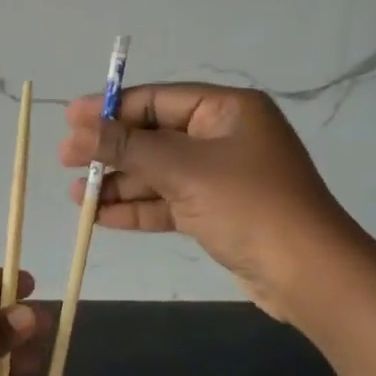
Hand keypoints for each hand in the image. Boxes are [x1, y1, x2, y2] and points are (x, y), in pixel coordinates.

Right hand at [60, 83, 375, 321]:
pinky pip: (169, 201)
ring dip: (119, 183)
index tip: (70, 120)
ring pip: (159, 172)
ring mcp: (222, 176)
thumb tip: (76, 130)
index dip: (111, 108)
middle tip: (65, 160)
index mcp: (227, 110)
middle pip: (155, 135)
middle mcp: (224, 136)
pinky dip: (138, 208)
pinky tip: (100, 217)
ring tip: (74, 195)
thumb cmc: (247, 205)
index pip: (158, 99)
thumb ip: (127, 147)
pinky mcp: (218, 212)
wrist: (309, 275)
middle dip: (111, 150)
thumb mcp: (182, 169)